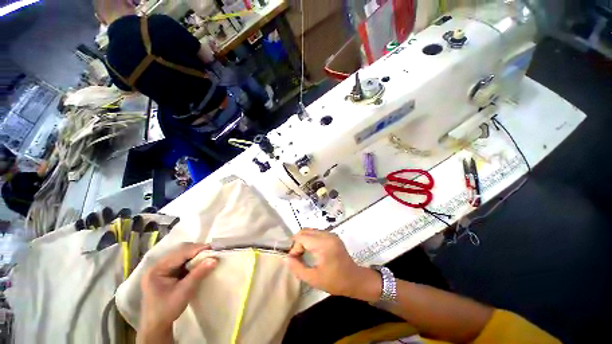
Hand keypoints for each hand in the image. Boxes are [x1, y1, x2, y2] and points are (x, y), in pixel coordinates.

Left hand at [139, 243, 216, 341]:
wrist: (157, 325)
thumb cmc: (167, 309)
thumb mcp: (184, 292)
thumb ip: (198, 274)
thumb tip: (214, 259)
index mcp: (157, 269)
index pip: (179, 253)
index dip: (197, 249)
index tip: (213, 248)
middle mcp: (158, 265)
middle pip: (180, 251)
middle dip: (197, 250)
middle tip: (212, 251)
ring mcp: (162, 268)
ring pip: (182, 254)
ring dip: (195, 254)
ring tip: (208, 255)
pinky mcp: (167, 272)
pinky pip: (182, 261)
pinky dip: (192, 260)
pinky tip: (200, 262)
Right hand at [286, 229, 381, 301]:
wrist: (355, 279)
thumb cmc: (335, 281)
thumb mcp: (314, 279)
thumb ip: (297, 268)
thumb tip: (286, 258)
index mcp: (323, 244)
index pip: (302, 237)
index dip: (294, 247)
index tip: (294, 260)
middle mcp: (327, 235)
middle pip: (305, 231)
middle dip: (298, 243)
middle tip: (297, 257)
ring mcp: (331, 234)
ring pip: (310, 231)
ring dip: (304, 240)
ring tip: (303, 254)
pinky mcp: (333, 236)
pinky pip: (316, 233)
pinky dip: (310, 240)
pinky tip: (311, 251)